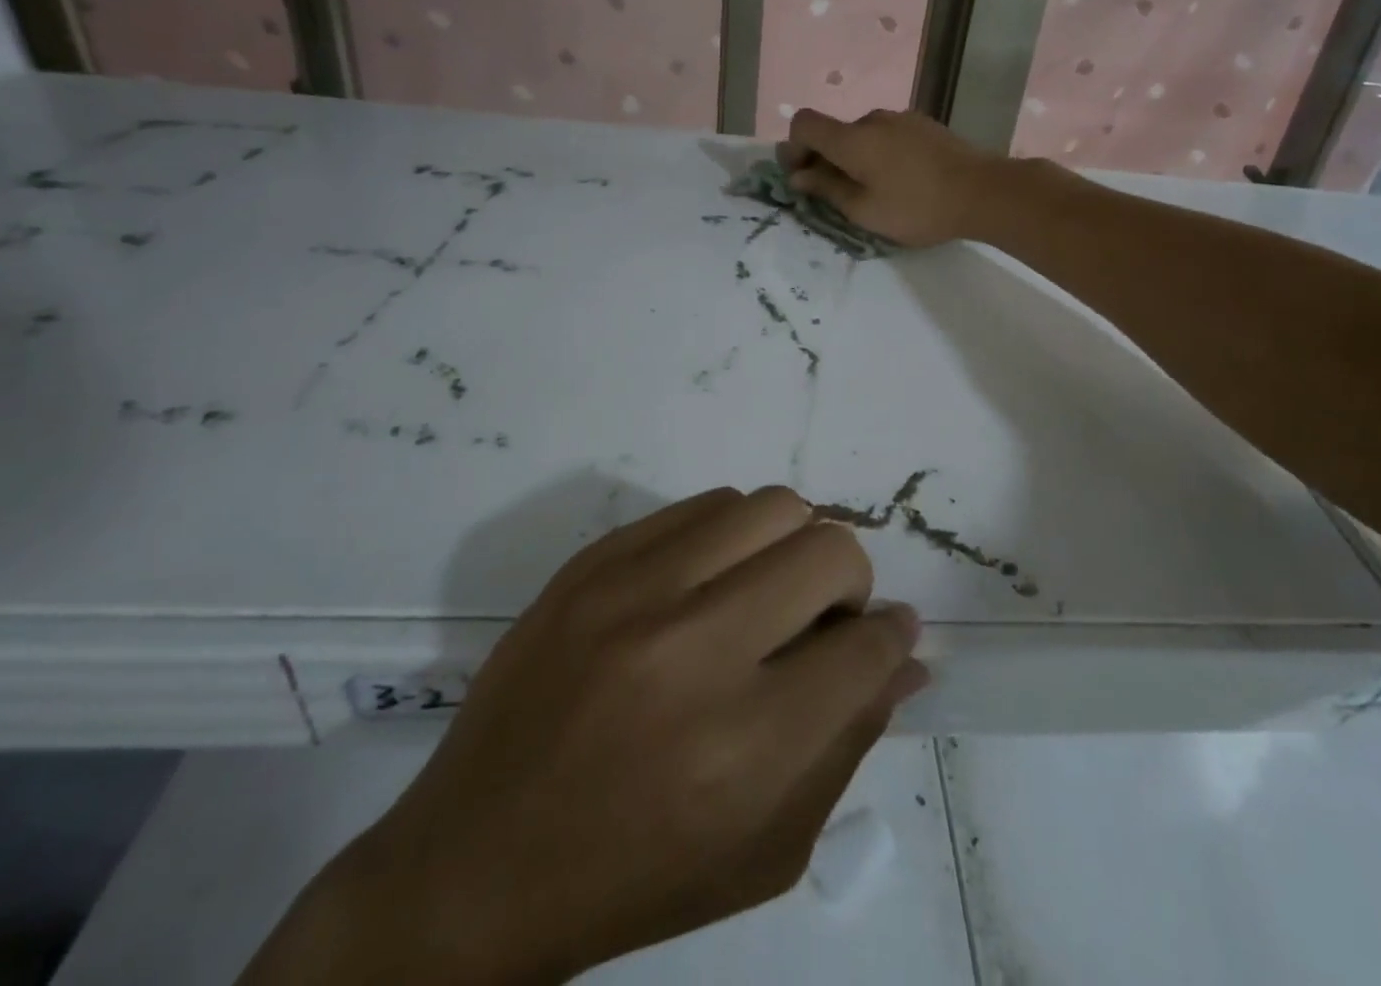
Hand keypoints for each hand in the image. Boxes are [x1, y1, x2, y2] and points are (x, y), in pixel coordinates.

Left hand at [243, 487, 926, 985]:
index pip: (866, 647)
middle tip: (824, 616)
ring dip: (792, 543)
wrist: (475, 864)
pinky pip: (702, 504)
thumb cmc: (635, 875)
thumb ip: (850, 741)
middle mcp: (693, 648)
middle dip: (848, 582)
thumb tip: (905, 655)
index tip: (887, 633)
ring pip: (769, 505)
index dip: (892, 635)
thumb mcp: (766, 848)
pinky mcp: (592, 561)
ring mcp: (634, 590)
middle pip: (827, 550)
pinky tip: (712, 579)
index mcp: (744, 744)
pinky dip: (732, 534)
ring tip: (768, 589)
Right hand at [780, 108, 1010, 248]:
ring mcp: (902, 119)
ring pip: (863, 136)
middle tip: (836, 197)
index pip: (804, 123)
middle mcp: (873, 119)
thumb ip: (827, 190)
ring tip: (874, 193)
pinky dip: (881, 155)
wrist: (984, 191)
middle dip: (825, 160)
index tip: (803, 177)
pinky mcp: (925, 126)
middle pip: (834, 132)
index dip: (793, 148)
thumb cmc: (917, 207)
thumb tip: (799, 176)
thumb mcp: (865, 210)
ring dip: (856, 159)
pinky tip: (901, 182)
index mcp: (852, 138)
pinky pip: (888, 137)